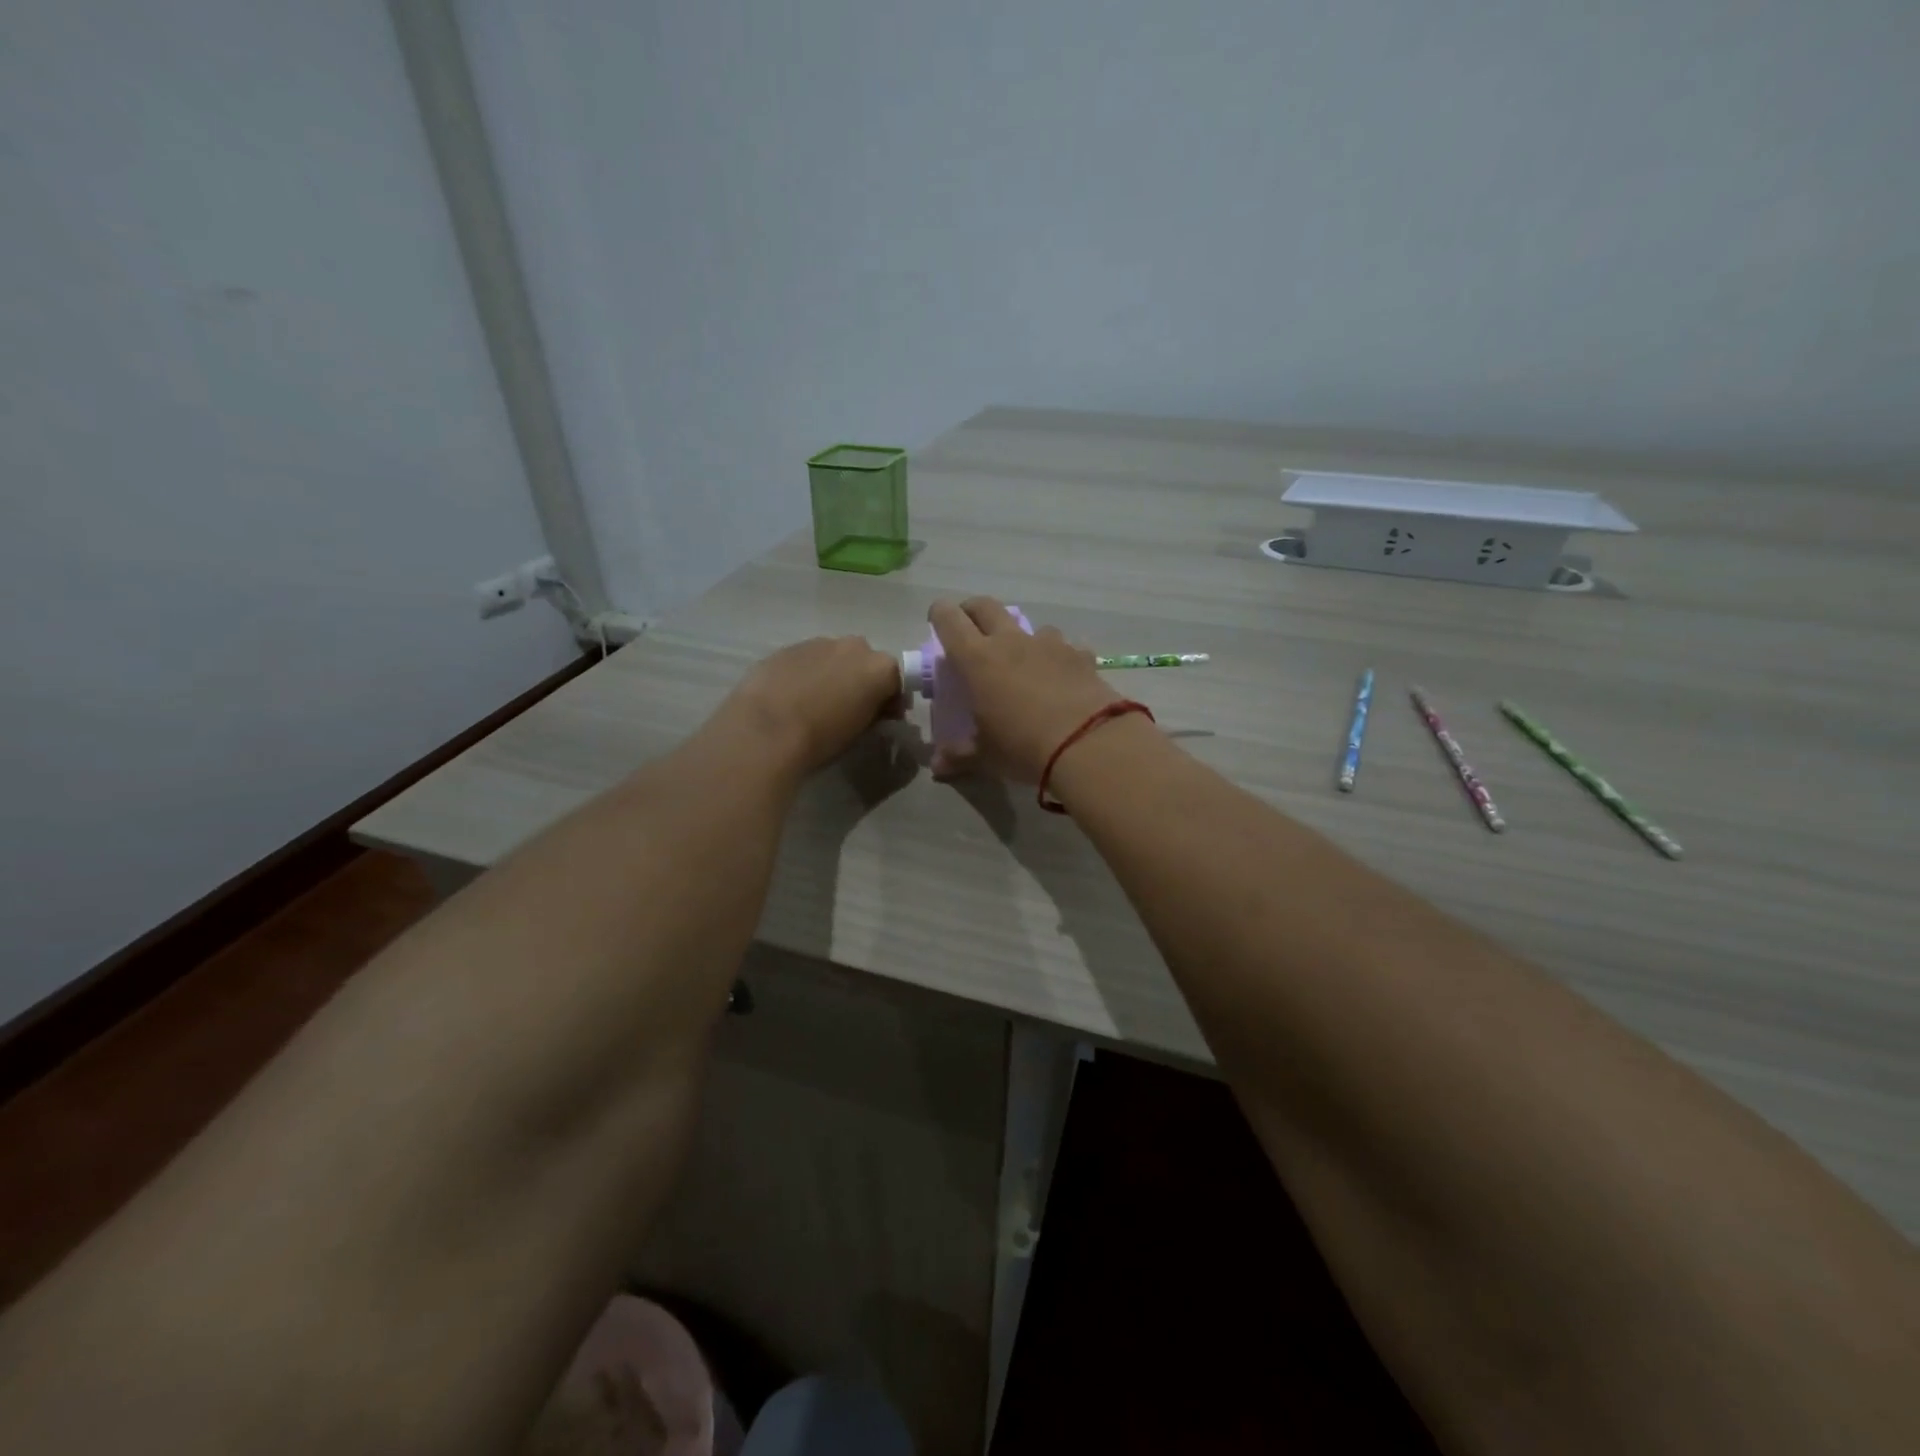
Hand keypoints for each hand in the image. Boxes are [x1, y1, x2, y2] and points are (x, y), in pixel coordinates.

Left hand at [721, 636, 903, 773]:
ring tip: (816, 703)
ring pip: (834, 657)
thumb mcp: (861, 732)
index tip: (882, 718)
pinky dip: (806, 673)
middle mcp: (854, 647)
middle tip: (849, 709)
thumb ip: (873, 713)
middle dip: (862, 681)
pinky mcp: (787, 647)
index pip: (897, 681)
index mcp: (880, 668)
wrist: (765, 730)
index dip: (891, 700)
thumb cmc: (822, 738)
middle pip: (866, 662)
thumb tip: (872, 709)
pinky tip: (792, 696)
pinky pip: (806, 659)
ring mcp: (818, 642)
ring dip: (833, 674)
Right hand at [928, 597, 1121, 781]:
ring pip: (1029, 625)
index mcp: (977, 659)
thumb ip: (959, 756)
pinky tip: (1063, 676)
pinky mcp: (1080, 655)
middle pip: (986, 606)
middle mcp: (1011, 641)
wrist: (1087, 743)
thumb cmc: (1023, 747)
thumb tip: (937, 766)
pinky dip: (1060, 656)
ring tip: (1023, 660)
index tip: (937, 620)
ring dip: (1021, 636)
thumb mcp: (986, 756)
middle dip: (973, 610)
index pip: (949, 620)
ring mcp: (1049, 644)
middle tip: (970, 627)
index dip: (940, 614)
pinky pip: (1066, 647)